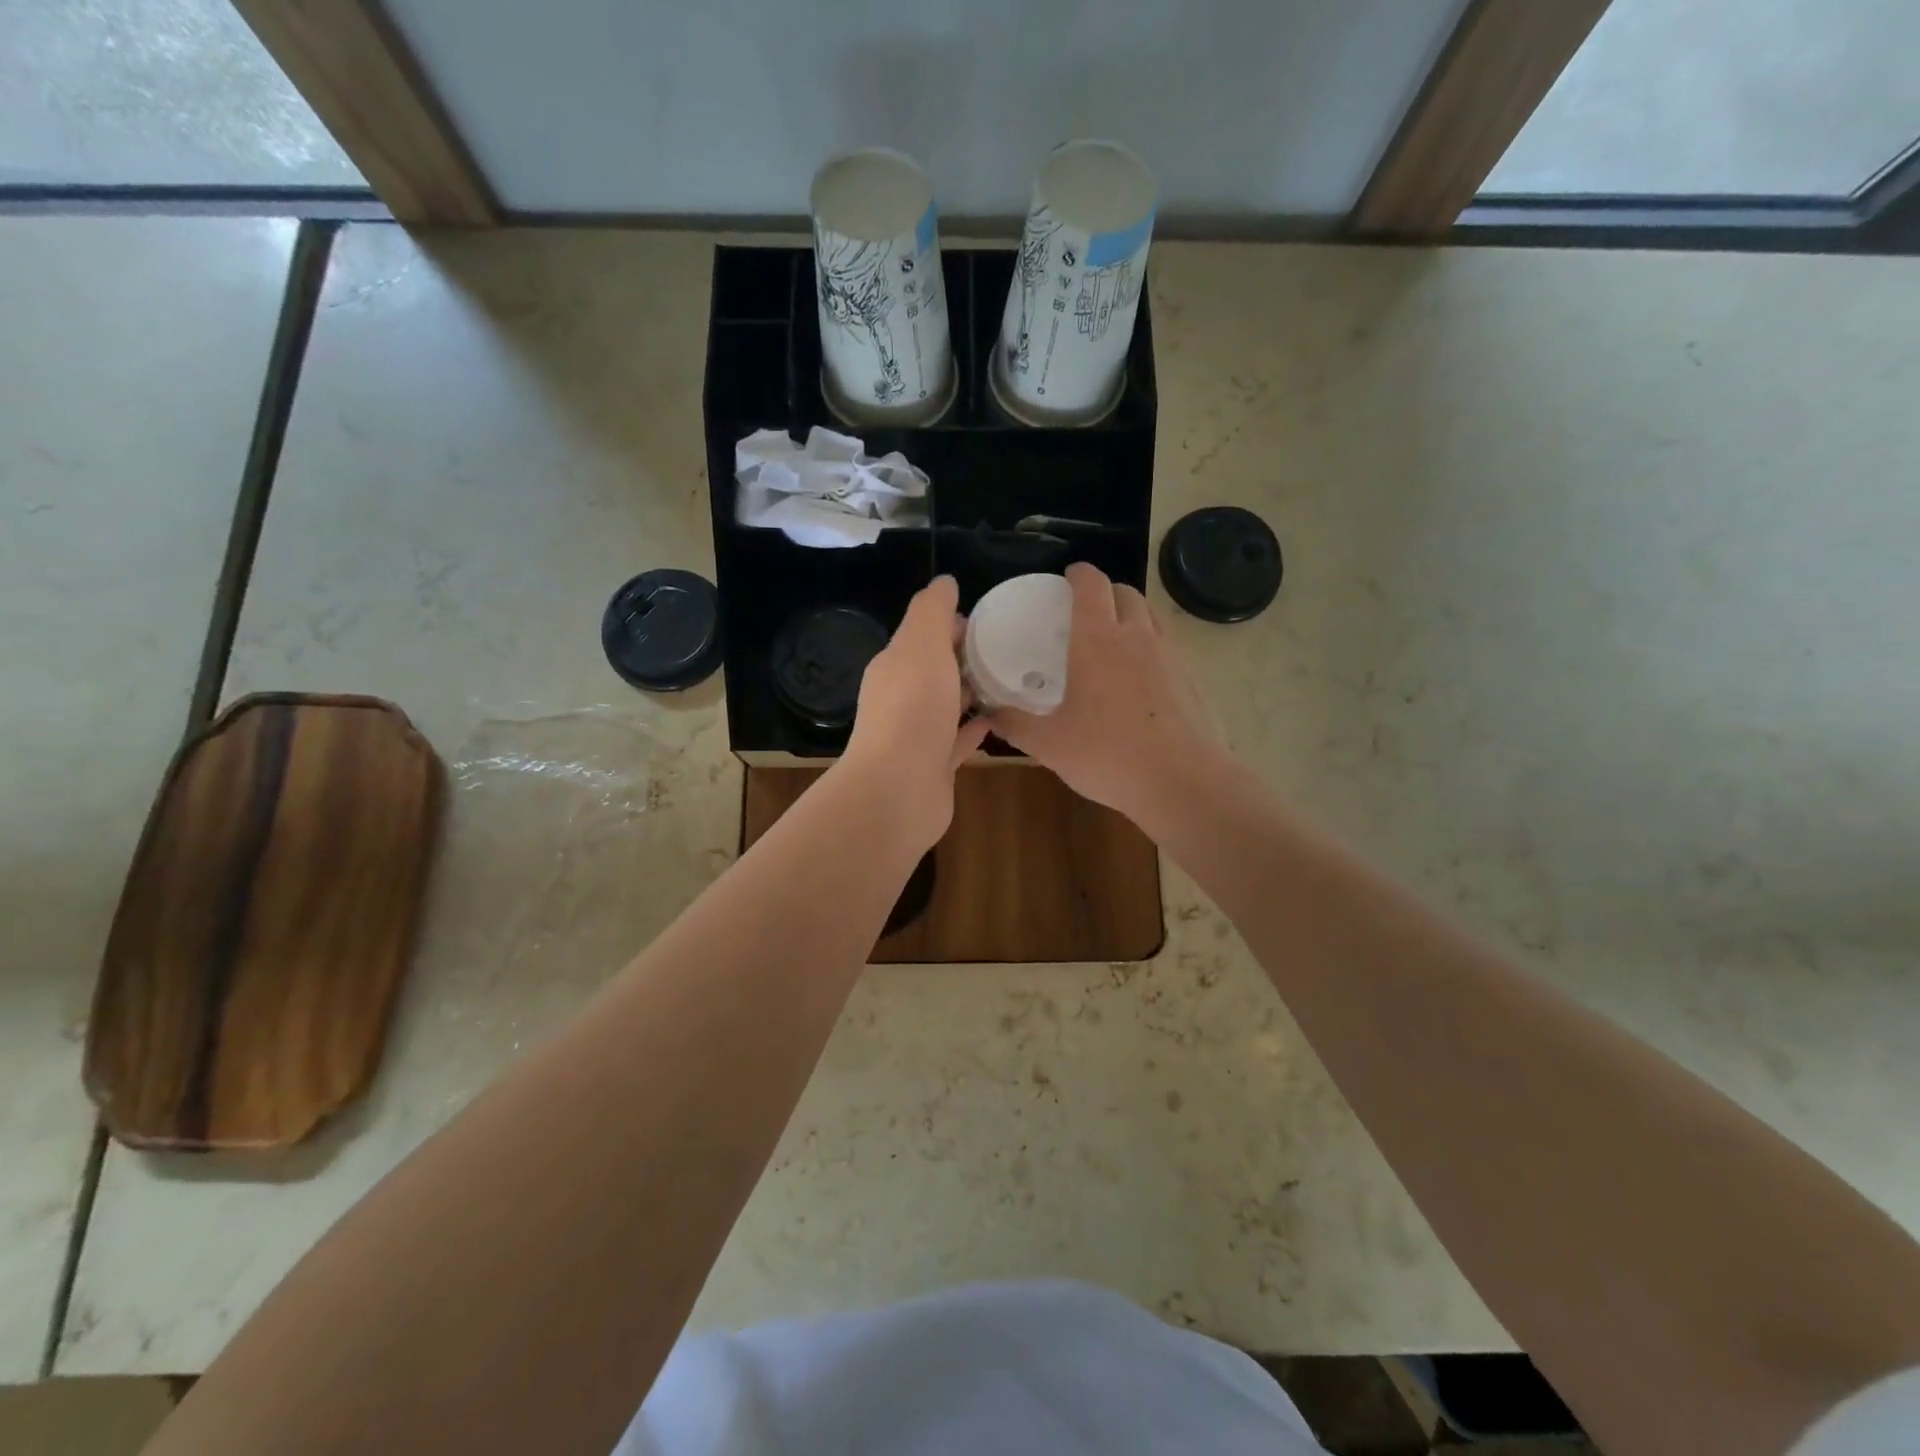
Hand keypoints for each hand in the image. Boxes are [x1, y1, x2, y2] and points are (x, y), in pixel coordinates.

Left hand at [841, 575, 990, 849]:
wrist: (898, 789)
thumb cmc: (912, 710)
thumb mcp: (921, 646)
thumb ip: (932, 611)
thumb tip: (944, 581)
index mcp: (896, 666)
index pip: (924, 635)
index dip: (953, 624)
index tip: (990, 619)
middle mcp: (903, 698)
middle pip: (936, 670)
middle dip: (966, 657)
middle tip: (1011, 648)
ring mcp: (918, 735)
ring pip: (948, 706)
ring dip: (972, 692)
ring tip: (1012, 680)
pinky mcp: (935, 766)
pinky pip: (959, 740)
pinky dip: (975, 728)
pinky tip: (999, 719)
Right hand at [987, 562, 1217, 833]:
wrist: (1180, 781)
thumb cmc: (1107, 754)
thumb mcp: (1050, 744)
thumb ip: (1015, 725)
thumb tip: (989, 713)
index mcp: (1098, 640)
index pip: (1092, 585)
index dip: (1079, 574)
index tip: (1067, 576)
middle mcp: (1136, 637)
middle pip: (1125, 592)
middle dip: (1105, 591)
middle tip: (1085, 610)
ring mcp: (1167, 656)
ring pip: (1149, 616)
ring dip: (1130, 614)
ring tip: (1111, 637)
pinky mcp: (1187, 679)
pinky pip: (1164, 644)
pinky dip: (1147, 644)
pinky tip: (1135, 676)